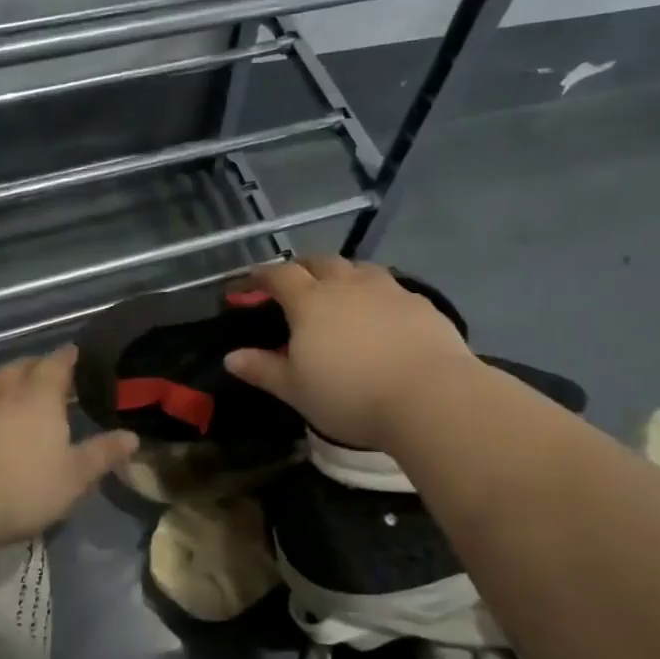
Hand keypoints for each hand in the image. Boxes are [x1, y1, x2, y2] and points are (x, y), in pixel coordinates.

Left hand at [0, 344, 137, 554]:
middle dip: (36, 366)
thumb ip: (101, 455)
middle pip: (21, 367)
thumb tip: (132, 436)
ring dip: (7, 387)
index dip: (67, 357)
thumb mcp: (72, 478)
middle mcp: (4, 394)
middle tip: (48, 372)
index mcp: (39, 398)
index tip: (75, 352)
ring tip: (18, 400)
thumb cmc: (18, 487)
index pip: (56, 365)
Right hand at [224, 256, 472, 449]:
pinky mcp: (420, 303)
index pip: (279, 275)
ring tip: (339, 292)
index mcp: (310, 302)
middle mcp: (347, 285)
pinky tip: (381, 314)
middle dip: (302, 267)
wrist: (429, 397)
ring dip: (343, 274)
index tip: (249, 283)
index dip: (261, 276)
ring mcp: (387, 290)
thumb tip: (231, 358)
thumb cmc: (350, 396)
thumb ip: (263, 370)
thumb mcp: (296, 390)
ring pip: (359, 268)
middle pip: (320, 261)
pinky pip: (391, 287)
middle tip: (294, 282)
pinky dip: (376, 293)